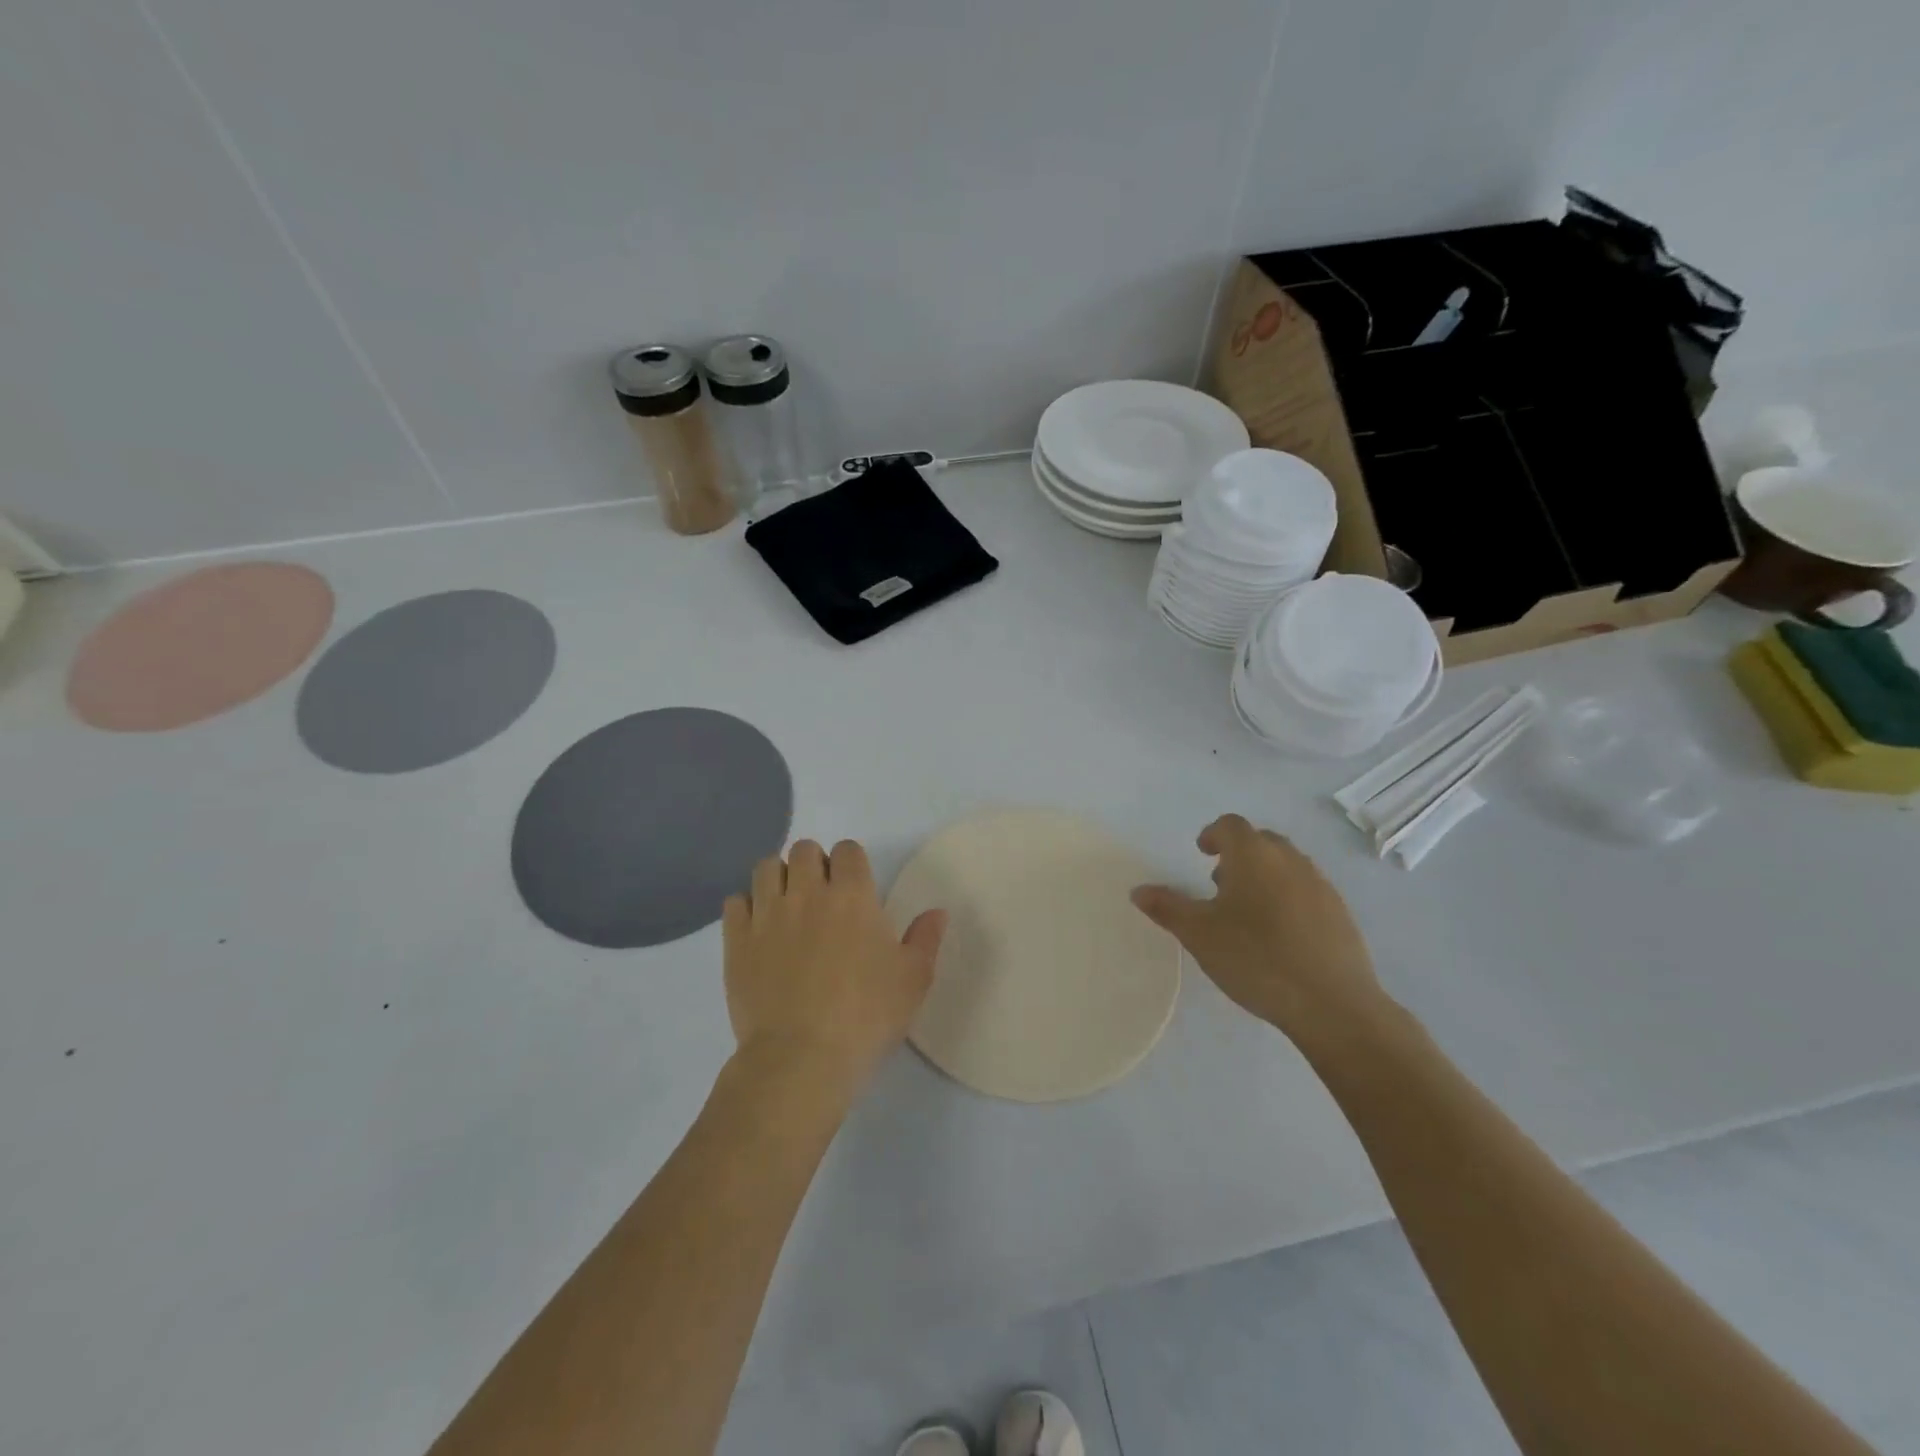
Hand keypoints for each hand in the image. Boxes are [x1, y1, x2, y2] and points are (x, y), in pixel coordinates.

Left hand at [723, 839, 946, 1104]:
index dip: (851, 863)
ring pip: (766, 868)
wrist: (801, 1058)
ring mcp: (768, 915)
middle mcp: (807, 893)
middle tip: (821, 896)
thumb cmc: (866, 1017)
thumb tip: (937, 912)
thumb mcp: (913, 980)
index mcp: (853, 896)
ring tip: (787, 905)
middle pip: (804, 849)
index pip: (847, 850)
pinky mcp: (737, 941)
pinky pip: (735, 902)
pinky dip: (747, 907)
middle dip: (814, 864)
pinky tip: (758, 929)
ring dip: (779, 878)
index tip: (855, 887)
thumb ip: (925, 939)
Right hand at [1132, 815, 1381, 1039]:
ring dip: (1264, 875)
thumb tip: (1139, 890)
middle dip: (1239, 854)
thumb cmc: (1256, 958)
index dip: (1213, 834)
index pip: (1231, 825)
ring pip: (1286, 866)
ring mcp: (1321, 885)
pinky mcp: (1341, 913)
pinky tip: (1279, 935)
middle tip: (1220, 884)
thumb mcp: (1199, 934)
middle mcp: (1290, 860)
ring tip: (1248, 912)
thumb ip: (1167, 908)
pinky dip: (1288, 898)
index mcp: (1253, 855)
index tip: (1202, 853)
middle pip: (1261, 841)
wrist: (1332, 1003)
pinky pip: (1307, 891)